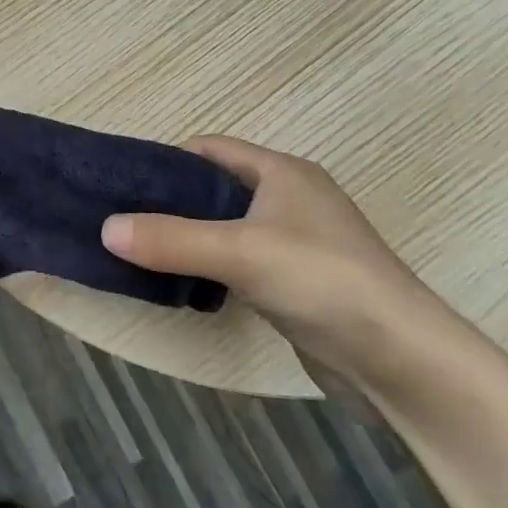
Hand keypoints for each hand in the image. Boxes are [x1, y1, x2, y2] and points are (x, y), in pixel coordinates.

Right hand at [101, 137, 466, 394]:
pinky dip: (209, 266)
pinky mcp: (296, 282)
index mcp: (281, 172)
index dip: (167, 159)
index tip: (125, 181)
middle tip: (123, 218)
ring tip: (140, 249)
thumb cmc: (323, 280)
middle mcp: (289, 199)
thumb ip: (171, 239)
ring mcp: (295, 242)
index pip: (211, 148)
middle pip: (215, 188)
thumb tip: (106, 229)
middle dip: (170, 200)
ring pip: (225, 227)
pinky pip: (238, 261)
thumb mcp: (240, 252)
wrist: (401, 359)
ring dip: (188, 236)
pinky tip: (182, 283)